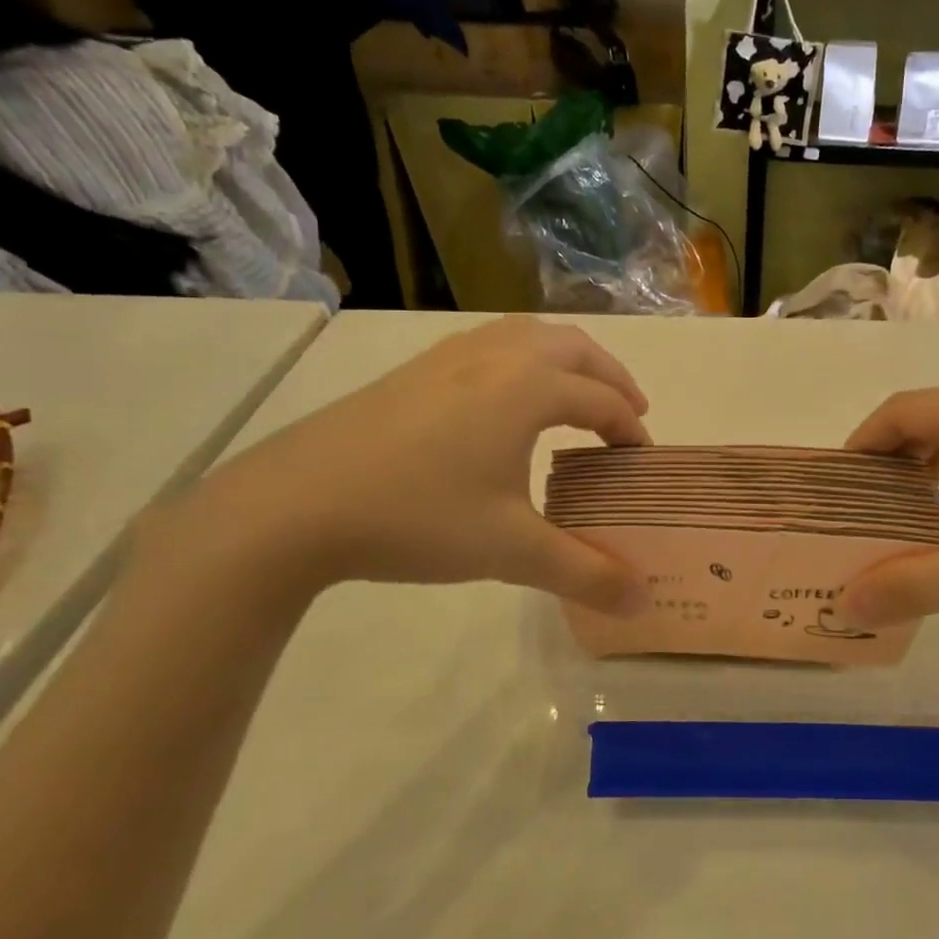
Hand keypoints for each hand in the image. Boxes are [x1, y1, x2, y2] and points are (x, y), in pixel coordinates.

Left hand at [173, 317, 652, 611]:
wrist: (294, 504)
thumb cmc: (418, 517)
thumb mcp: (511, 552)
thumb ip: (586, 574)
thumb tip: (644, 602)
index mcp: (528, 388)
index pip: (602, 399)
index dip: (631, 430)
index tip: (641, 462)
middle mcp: (495, 356)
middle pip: (574, 348)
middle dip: (610, 377)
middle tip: (628, 415)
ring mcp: (448, 357)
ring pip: (527, 336)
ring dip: (566, 360)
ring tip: (575, 398)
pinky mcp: (413, 371)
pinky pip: (489, 345)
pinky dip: (522, 360)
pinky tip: (505, 402)